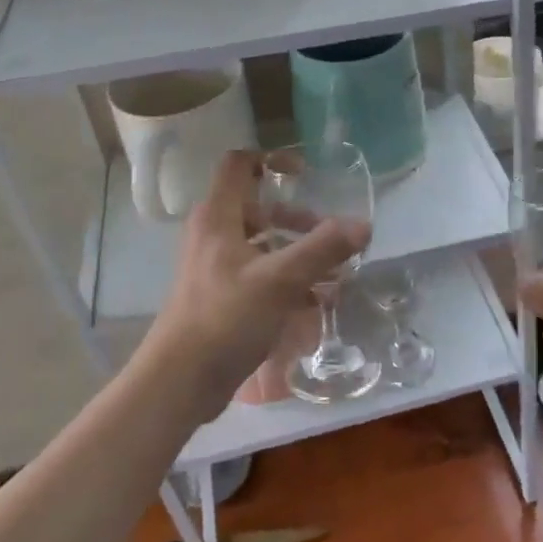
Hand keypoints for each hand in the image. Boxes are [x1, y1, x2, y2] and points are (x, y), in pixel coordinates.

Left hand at [148, 151, 369, 421]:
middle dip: (295, 218)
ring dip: (295, 253)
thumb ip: (323, 249)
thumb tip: (363, 225)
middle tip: (327, 235)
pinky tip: (312, 303)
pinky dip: (284, 280)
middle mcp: (212, 236)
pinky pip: (257, 275)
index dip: (272, 160)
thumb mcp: (280, 280)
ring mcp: (213, 268)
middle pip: (257, 208)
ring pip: (260, 245)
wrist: (179, 381)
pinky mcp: (218, 298)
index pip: (239, 165)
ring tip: (330, 274)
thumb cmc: (226, 318)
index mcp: (218, 218)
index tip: (305, 173)